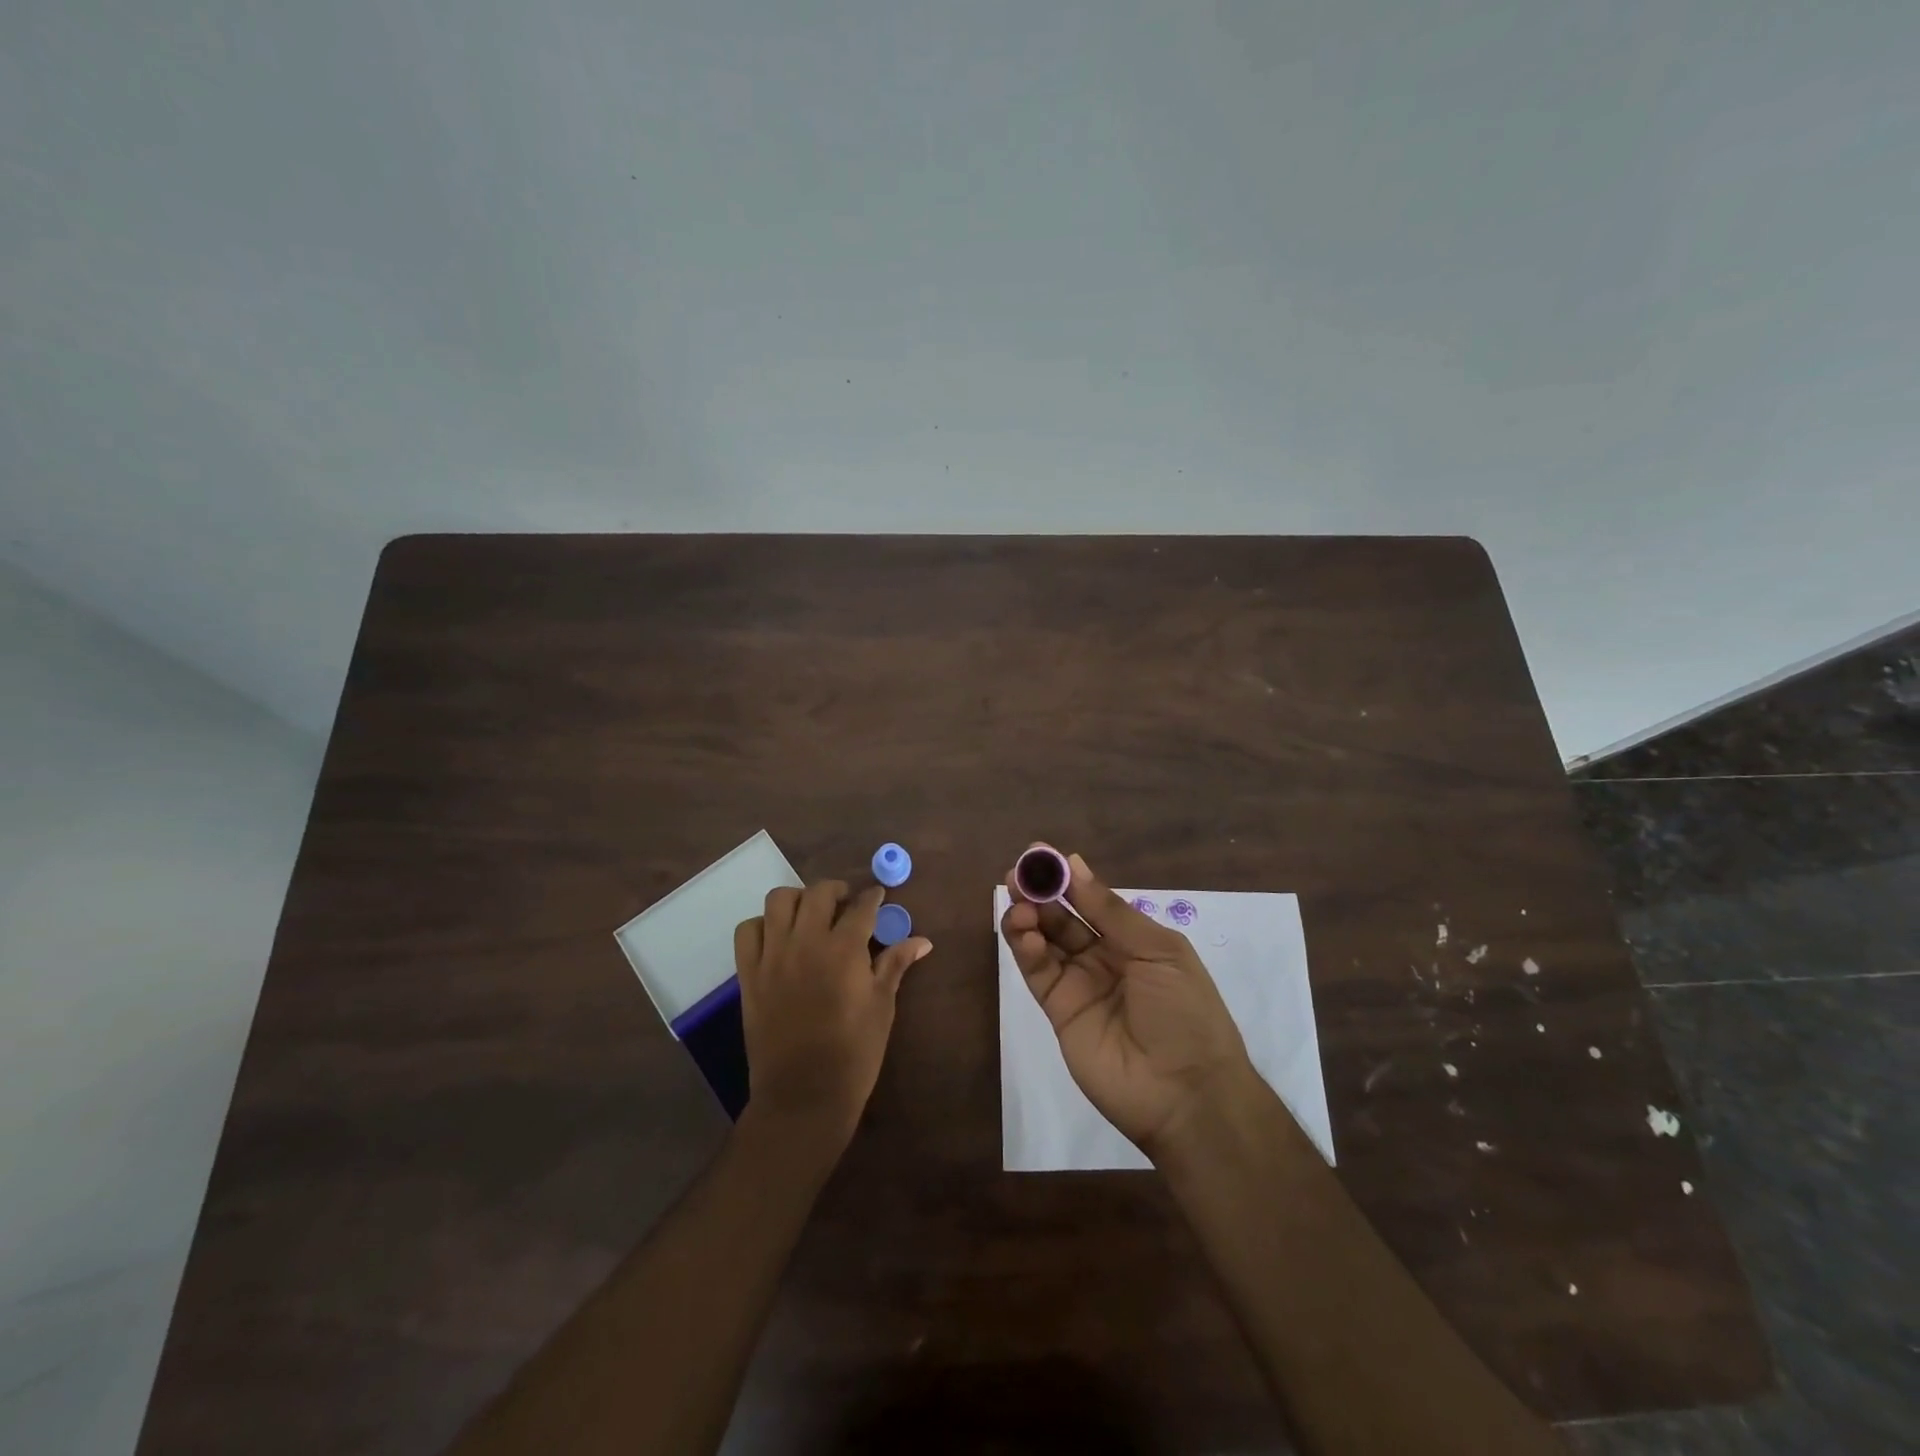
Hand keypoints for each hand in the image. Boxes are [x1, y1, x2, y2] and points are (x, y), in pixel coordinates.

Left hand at [734, 881, 931, 1143]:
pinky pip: (747, 931)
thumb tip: (922, 941)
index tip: (878, 896)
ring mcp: (772, 956)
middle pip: (818, 892)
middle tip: (846, 903)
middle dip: (837, 890)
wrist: (803, 1095)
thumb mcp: (882, 1006)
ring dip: (798, 899)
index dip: (872, 897)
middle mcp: (806, 942)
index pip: (861, 906)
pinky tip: (778, 937)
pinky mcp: (749, 974)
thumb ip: (895, 964)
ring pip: (778, 900)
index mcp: (844, 949)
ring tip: (810, 915)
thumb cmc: (854, 1053)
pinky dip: (762, 925)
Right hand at [1000, 851, 1256, 1159]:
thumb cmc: (1184, 1012)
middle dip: (1040, 893)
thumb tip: (1075, 865)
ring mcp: (1079, 985)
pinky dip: (1026, 949)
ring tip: (1017, 903)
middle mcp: (1103, 957)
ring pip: (1045, 941)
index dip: (1066, 878)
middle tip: (1016, 875)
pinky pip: (1038, 972)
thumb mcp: (1158, 951)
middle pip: (1063, 918)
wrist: (1186, 1093)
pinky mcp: (1058, 1011)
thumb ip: (1111, 911)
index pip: (1091, 900)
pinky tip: (1022, 931)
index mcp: (1134, 940)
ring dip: (1028, 918)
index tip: (1039, 853)